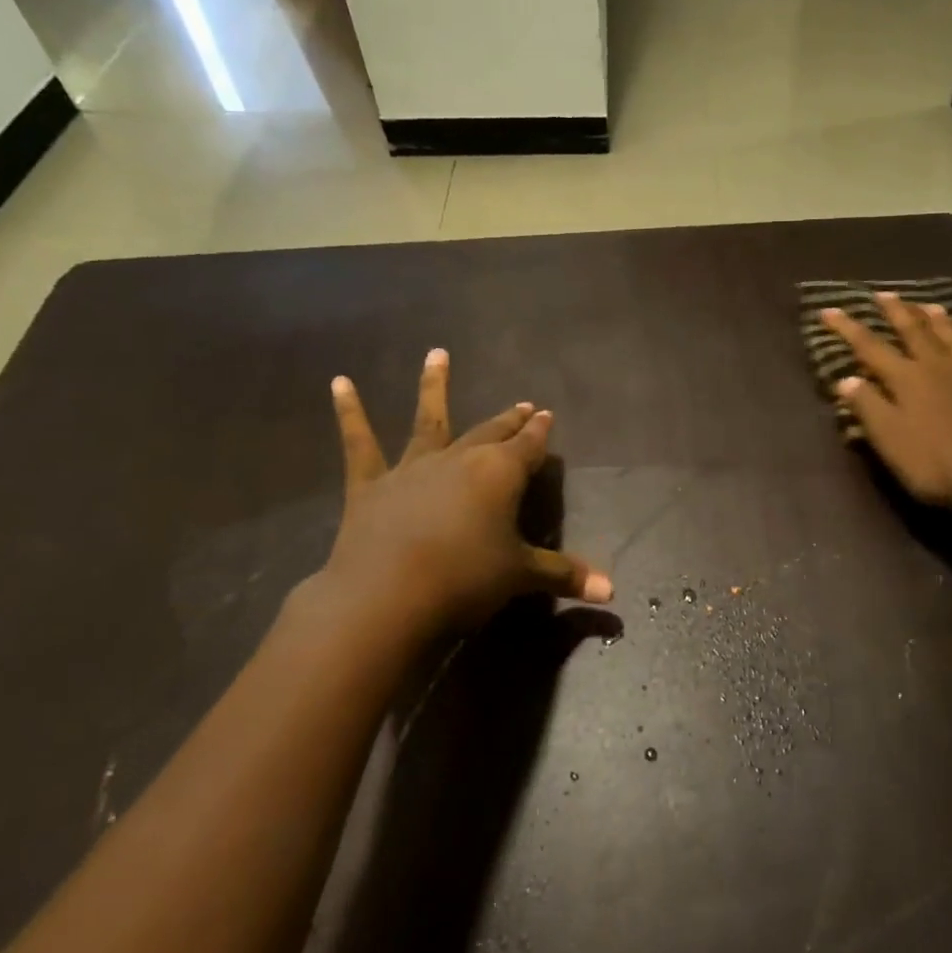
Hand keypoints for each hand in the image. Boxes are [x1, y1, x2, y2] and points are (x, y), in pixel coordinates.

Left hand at [308, 350, 612, 647]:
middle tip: (522, 404)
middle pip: (491, 431)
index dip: (539, 431)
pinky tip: (339, 383)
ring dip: (433, 386)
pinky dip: (349, 412)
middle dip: (509, 419)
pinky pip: (359, 444)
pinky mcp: (370, 485)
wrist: (386, 598)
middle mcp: (460, 459)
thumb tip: (612, 590)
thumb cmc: (465, 581)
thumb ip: (565, 575)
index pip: (528, 446)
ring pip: (428, 419)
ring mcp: (412, 468)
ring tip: (436, 354)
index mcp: (500, 474)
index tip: (546, 414)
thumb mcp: (521, 577)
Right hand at [823, 293, 951, 517]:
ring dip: (940, 321)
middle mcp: (940, 368)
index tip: (830, 309)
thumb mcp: (890, 441)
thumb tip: (846, 379)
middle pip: (915, 332)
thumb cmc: (935, 465)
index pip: (871, 347)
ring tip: (929, 305)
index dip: (849, 328)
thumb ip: (868, 407)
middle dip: (896, 312)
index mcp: (908, 380)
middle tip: (884, 293)